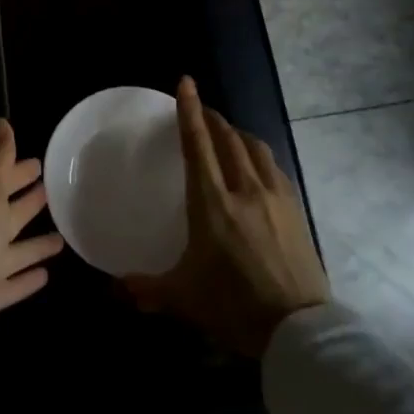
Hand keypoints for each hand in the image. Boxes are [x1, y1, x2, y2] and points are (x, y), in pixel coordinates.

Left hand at [0, 118, 65, 383]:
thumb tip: (0, 121)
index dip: (15, 171)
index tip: (39, 163)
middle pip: (1, 213)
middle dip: (24, 201)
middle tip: (52, 190)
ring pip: (9, 249)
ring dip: (32, 243)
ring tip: (62, 235)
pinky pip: (9, 283)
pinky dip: (25, 276)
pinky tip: (47, 274)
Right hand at [123, 77, 329, 357]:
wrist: (299, 331)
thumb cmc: (234, 307)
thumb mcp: (184, 298)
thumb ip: (146, 289)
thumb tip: (114, 289)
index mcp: (213, 203)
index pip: (198, 144)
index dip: (190, 110)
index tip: (186, 82)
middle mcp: (245, 190)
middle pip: (228, 138)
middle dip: (213, 118)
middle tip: (201, 111)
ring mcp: (275, 198)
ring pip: (255, 148)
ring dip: (238, 133)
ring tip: (227, 133)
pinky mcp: (296, 210)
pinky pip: (274, 168)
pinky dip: (259, 155)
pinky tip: (256, 166)